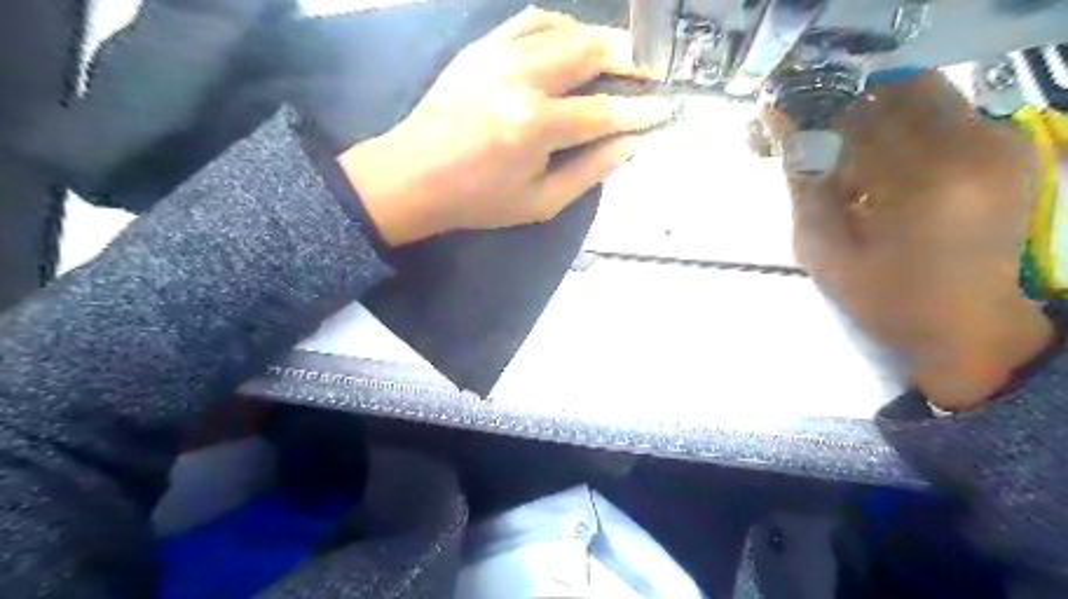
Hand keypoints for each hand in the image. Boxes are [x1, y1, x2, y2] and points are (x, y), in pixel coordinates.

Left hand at [337, 8, 670, 245]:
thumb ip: (589, 172)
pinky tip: (574, 40)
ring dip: (601, 38)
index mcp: (534, 126)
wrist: (413, 176)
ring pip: (564, 29)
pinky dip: (562, 25)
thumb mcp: (539, 203)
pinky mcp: (481, 47)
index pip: (602, 112)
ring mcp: (497, 56)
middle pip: (589, 53)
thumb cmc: (478, 200)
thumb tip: (629, 144)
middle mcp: (520, 80)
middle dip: (629, 59)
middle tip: (651, 71)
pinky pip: (531, 20)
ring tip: (621, 54)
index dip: (638, 111)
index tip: (664, 109)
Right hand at [769, 71, 1048, 411]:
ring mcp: (1001, 143)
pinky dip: (908, 130)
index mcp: (921, 183)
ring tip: (862, 169)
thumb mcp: (822, 251)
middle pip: (893, 91)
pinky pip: (946, 111)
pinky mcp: (1012, 147)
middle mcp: (973, 148)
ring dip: (878, 121)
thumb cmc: (882, 298)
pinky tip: (894, 173)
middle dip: (847, 115)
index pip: (852, 120)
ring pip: (921, 94)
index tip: (787, 145)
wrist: (964, 325)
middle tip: (828, 156)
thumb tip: (775, 120)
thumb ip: (801, 182)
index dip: (812, 126)